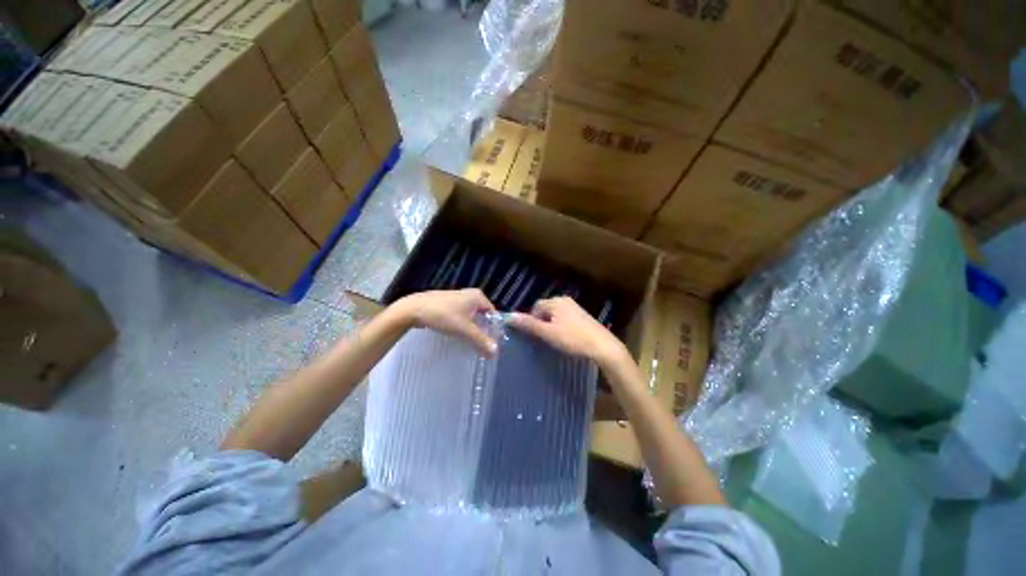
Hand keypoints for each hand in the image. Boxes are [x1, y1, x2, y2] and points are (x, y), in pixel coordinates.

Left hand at [393, 289, 496, 354]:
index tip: (491, 344)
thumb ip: (481, 341)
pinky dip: (462, 326)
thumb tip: (495, 353)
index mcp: (478, 296)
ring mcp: (458, 299)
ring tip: (470, 343)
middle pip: (483, 316)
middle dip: (483, 330)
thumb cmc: (443, 316)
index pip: (493, 314)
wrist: (413, 309)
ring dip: (472, 329)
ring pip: (471, 317)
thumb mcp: (464, 329)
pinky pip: (461, 316)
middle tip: (481, 345)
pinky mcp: (448, 304)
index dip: (494, 329)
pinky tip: (457, 335)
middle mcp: (470, 295)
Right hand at [508, 297, 630, 369]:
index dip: (531, 320)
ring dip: (551, 325)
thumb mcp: (548, 333)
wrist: (603, 346)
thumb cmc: (573, 339)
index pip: (535, 307)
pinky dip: (561, 327)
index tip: (534, 335)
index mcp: (556, 301)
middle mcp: (565, 300)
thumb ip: (529, 324)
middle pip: (545, 310)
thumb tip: (509, 316)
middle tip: (543, 338)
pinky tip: (566, 338)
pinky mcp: (582, 316)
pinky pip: (565, 319)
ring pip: (555, 315)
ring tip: (554, 340)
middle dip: (541, 322)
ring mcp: (575, 308)